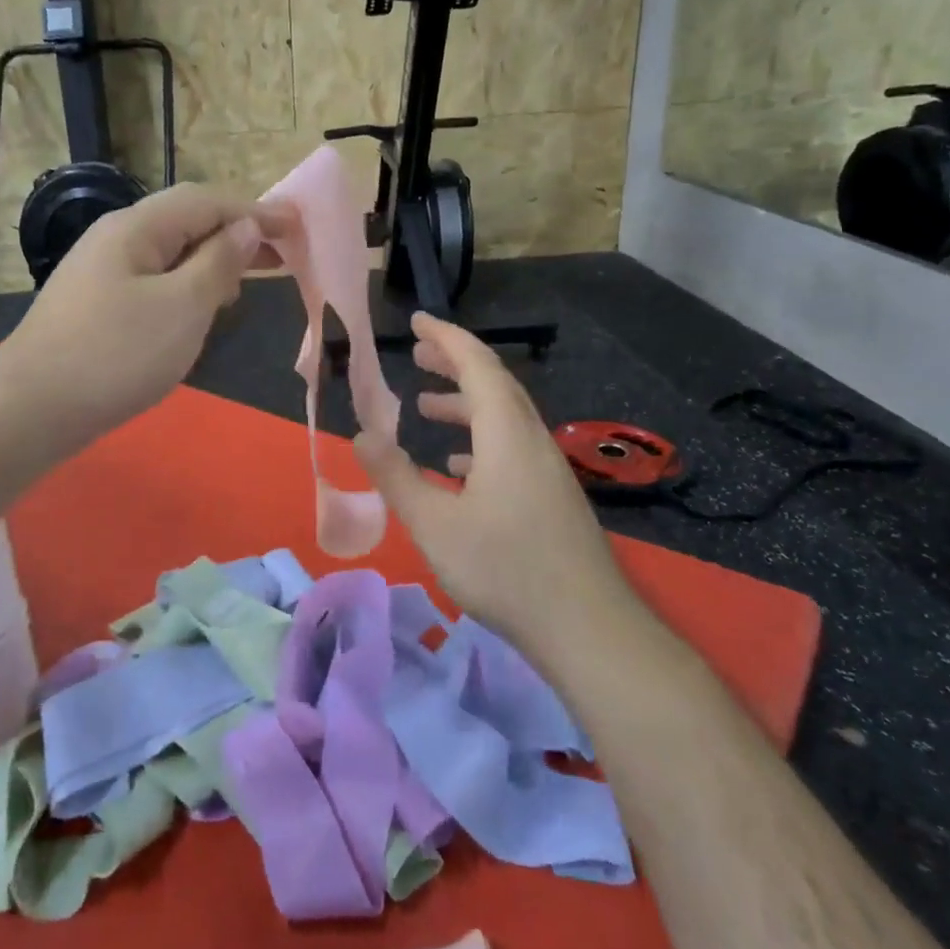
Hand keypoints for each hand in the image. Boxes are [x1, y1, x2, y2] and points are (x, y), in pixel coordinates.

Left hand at [0, 184, 283, 458]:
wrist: (30, 409)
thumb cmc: (115, 354)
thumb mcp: (182, 307)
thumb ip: (217, 263)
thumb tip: (244, 227)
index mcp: (137, 227)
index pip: (206, 201)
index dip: (255, 210)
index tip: (297, 228)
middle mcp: (116, 239)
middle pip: (186, 222)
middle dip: (236, 235)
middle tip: (281, 256)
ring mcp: (102, 274)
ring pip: (170, 254)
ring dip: (213, 261)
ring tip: (248, 281)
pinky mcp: (97, 307)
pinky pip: (154, 282)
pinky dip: (187, 287)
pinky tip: (201, 311)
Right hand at [354, 313, 631, 646]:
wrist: (588, 628)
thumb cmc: (505, 569)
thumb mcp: (434, 524)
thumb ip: (396, 476)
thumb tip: (361, 435)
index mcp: (506, 434)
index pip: (478, 365)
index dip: (446, 338)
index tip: (417, 320)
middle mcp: (531, 441)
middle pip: (494, 385)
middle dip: (454, 364)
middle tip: (416, 355)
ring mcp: (547, 470)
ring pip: (503, 419)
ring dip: (464, 404)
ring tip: (425, 408)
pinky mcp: (551, 497)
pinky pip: (511, 448)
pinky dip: (479, 441)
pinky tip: (456, 468)